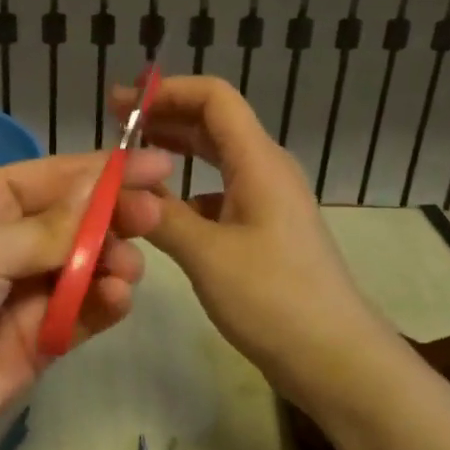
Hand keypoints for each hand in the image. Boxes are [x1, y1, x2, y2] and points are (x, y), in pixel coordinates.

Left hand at [0, 148, 173, 449]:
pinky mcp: (40, 338)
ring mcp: (25, 291)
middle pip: (77, 219)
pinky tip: (117, 297)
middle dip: (115, 215)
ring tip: (125, 268)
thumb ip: (50, 228)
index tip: (160, 165)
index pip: (55, 176)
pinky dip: (104, 302)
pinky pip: (83, 311)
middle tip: (153, 216)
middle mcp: (9, 241)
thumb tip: (104, 189)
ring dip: (112, 261)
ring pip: (87, 264)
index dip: (105, 170)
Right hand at [118, 76, 380, 400]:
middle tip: (113, 126)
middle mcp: (266, 170)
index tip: (122, 105)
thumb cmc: (274, 298)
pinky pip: (220, 193)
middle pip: (213, 123)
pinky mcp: (264, 230)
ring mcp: (268, 201)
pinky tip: (161, 211)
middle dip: (164, 117)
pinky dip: (187, 191)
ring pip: (216, 159)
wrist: (335, 358)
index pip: (214, 98)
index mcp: (259, 161)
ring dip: (174, 152)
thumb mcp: (206, 254)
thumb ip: (160, 214)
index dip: (167, 91)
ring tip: (129, 163)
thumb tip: (118, 189)